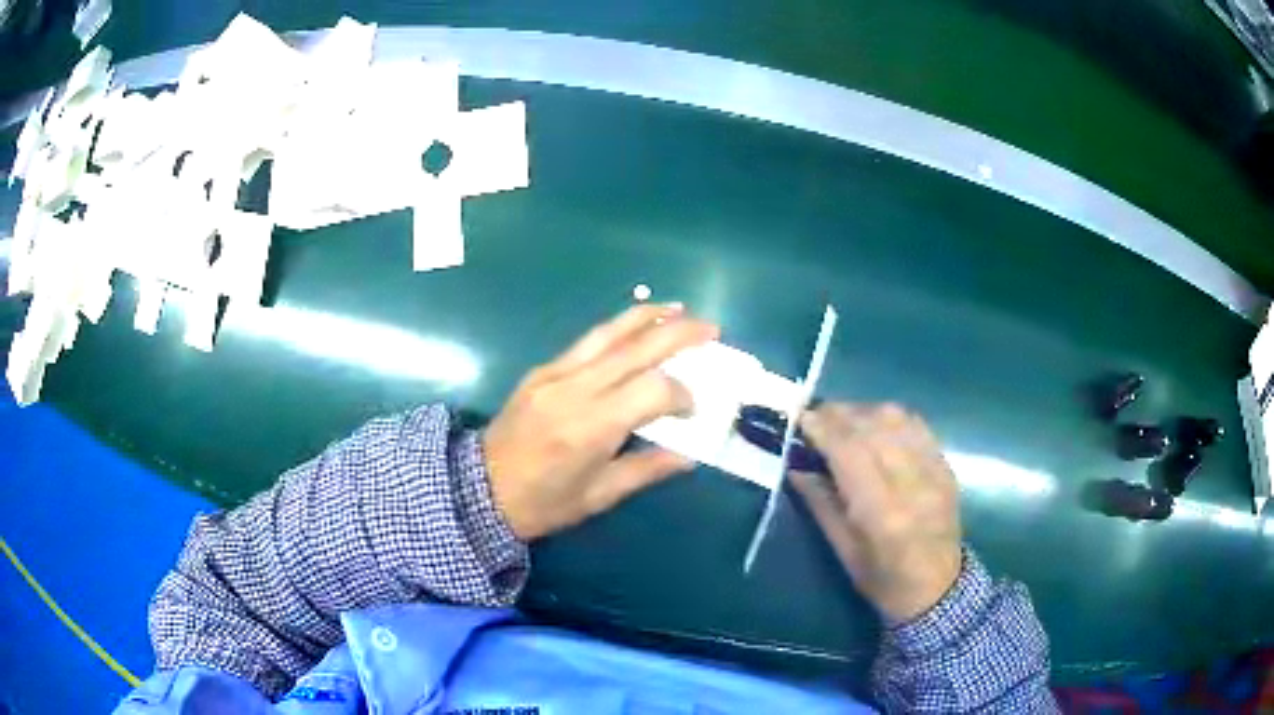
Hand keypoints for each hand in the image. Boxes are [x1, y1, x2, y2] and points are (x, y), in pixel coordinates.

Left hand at [483, 304, 718, 540]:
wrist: (479, 490)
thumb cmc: (542, 503)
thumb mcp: (599, 496)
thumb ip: (647, 469)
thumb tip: (691, 455)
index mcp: (591, 427)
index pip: (652, 389)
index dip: (682, 394)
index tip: (692, 410)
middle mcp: (574, 389)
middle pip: (636, 348)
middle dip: (678, 334)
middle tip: (710, 328)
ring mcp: (554, 374)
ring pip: (609, 333)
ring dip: (648, 317)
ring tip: (679, 309)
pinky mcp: (541, 369)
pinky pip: (587, 341)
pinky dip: (618, 328)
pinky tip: (637, 327)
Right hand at [792, 403, 961, 624]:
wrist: (937, 588)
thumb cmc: (882, 579)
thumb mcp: (842, 549)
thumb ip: (819, 502)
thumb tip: (794, 463)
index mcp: (882, 513)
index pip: (850, 452)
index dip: (822, 428)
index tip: (799, 418)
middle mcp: (912, 483)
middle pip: (873, 427)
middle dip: (839, 414)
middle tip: (815, 416)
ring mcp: (934, 471)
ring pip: (897, 418)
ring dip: (863, 411)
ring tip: (843, 420)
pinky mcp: (946, 465)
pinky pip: (916, 424)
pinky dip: (890, 418)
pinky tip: (875, 425)